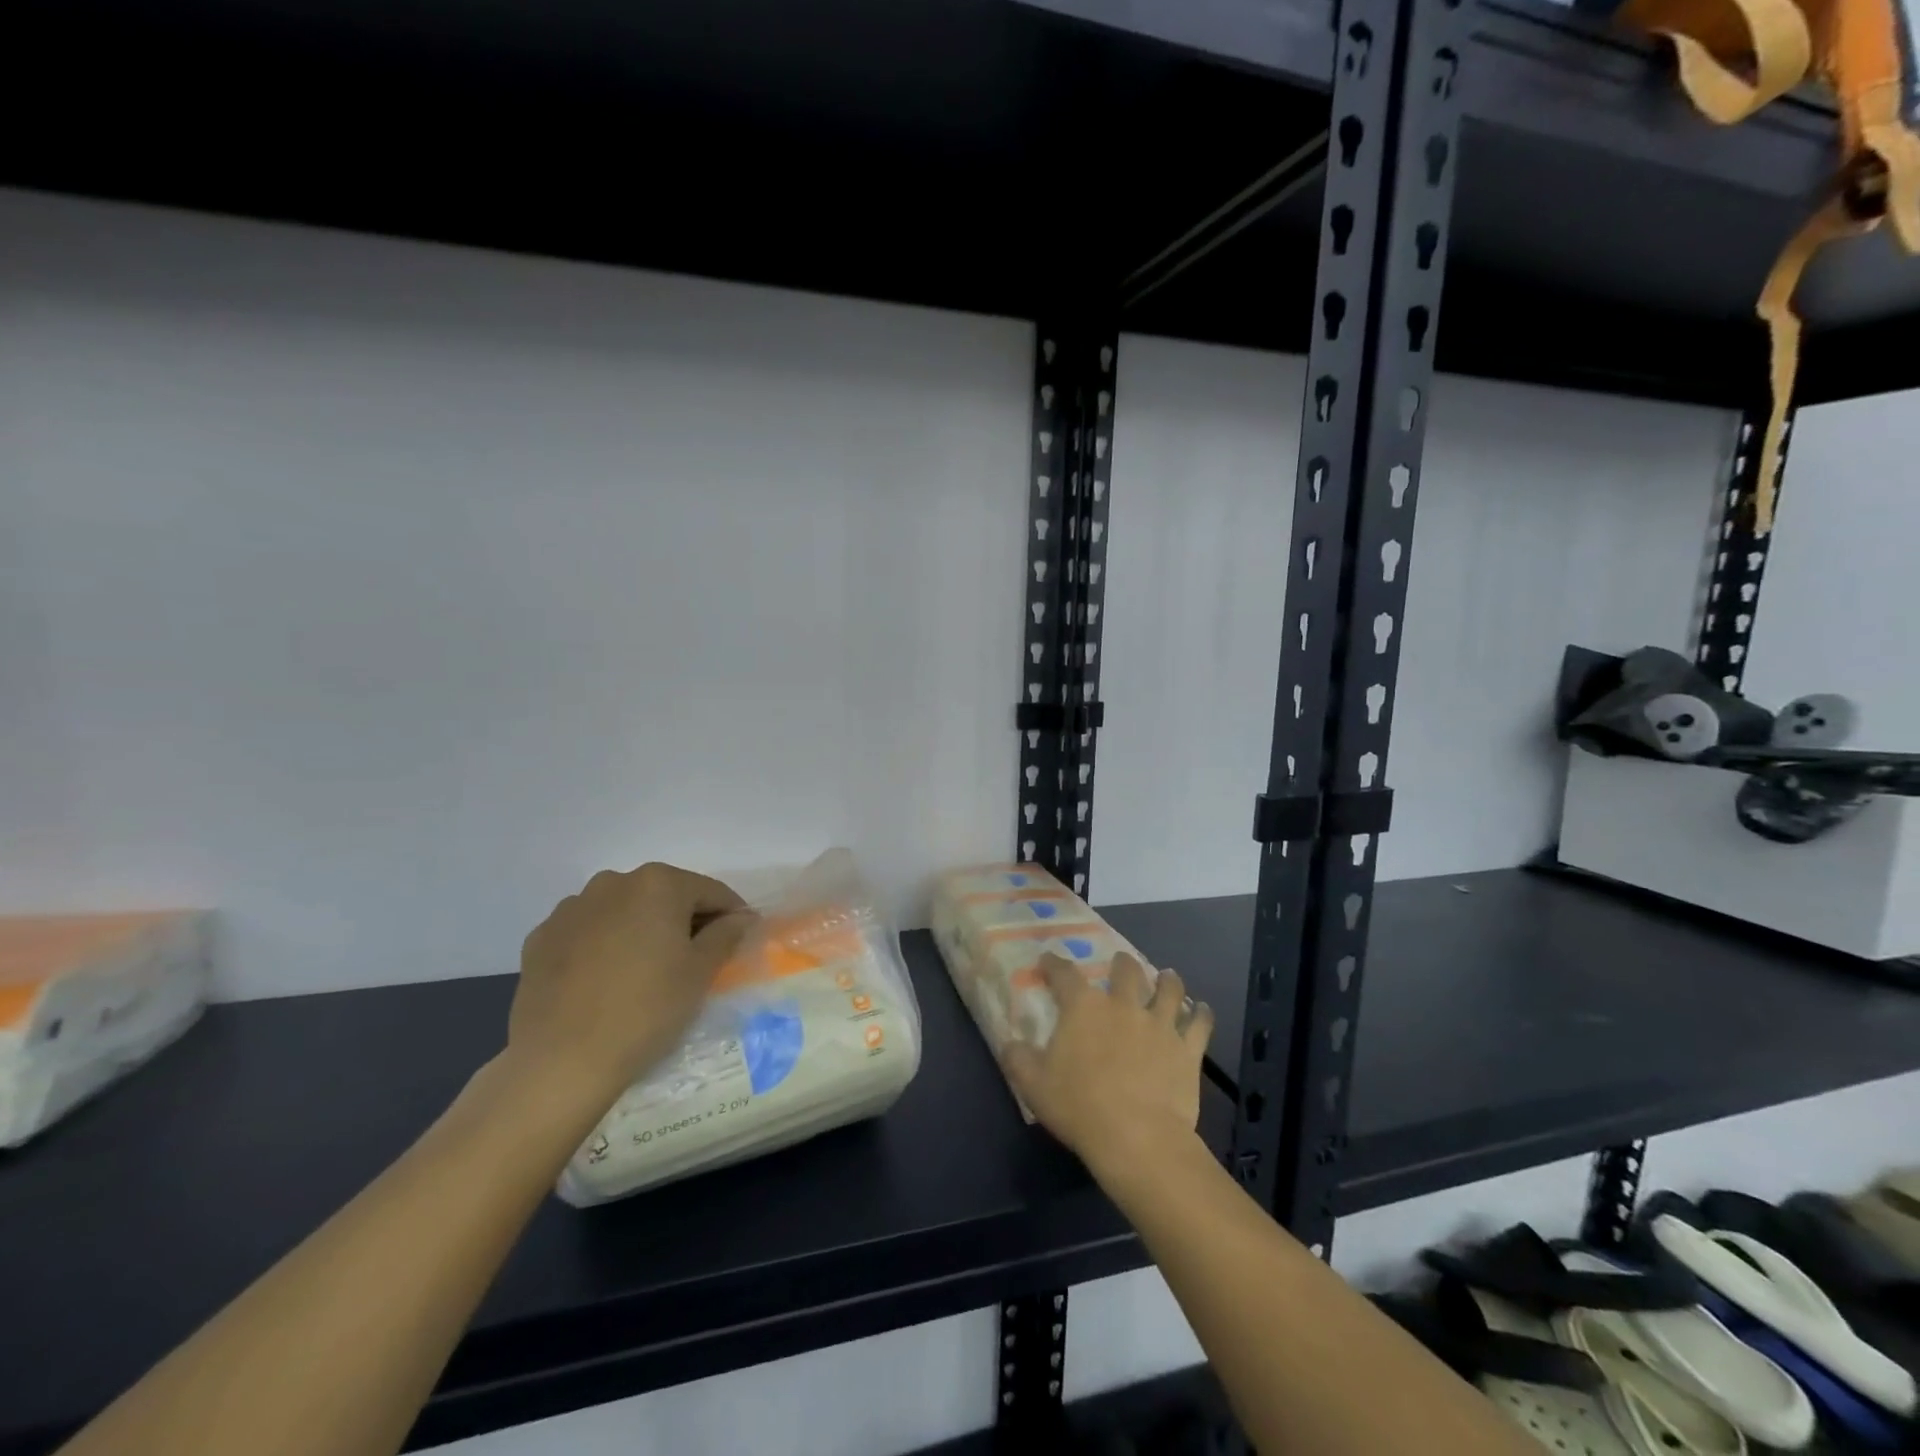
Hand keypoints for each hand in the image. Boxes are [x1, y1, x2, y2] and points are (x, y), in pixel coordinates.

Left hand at [506, 863, 752, 1107]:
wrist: (561, 1061)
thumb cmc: (646, 1009)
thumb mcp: (700, 972)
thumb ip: (726, 935)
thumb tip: (740, 918)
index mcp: (658, 884)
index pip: (709, 891)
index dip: (731, 914)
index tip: (739, 938)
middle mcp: (613, 883)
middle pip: (664, 895)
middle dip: (683, 920)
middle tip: (695, 957)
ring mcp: (571, 909)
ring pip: (623, 911)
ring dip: (641, 929)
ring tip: (646, 970)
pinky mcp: (541, 938)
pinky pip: (587, 932)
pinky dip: (603, 945)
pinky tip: (606, 980)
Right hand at [1003, 953, 1213, 1180]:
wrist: (1138, 1138)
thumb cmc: (1080, 1107)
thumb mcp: (1033, 1085)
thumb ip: (1018, 1058)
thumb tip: (1010, 1043)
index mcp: (1083, 1007)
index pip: (1064, 973)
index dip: (1054, 963)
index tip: (1049, 961)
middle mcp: (1123, 1005)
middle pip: (1126, 970)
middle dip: (1122, 963)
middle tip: (1120, 964)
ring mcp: (1159, 1023)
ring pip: (1169, 988)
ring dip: (1167, 980)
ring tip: (1166, 977)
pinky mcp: (1187, 1048)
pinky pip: (1199, 1023)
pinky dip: (1201, 1014)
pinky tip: (1201, 1010)